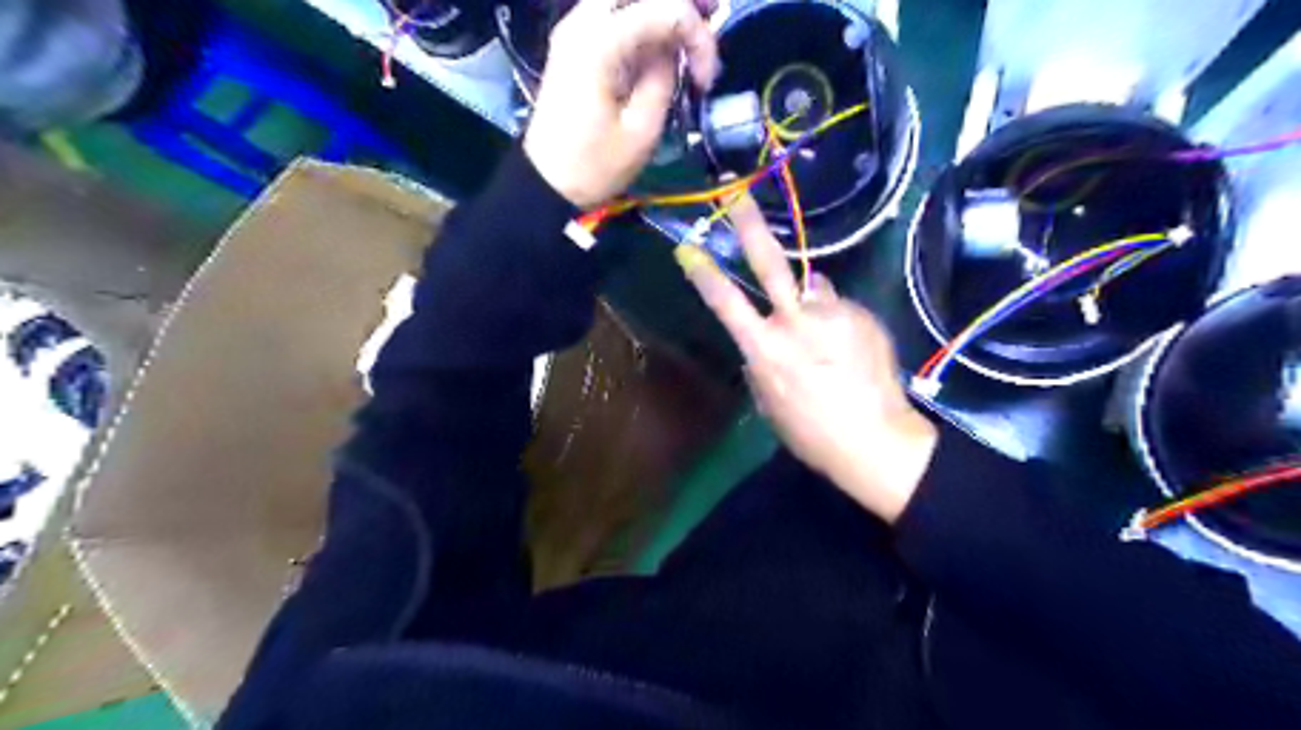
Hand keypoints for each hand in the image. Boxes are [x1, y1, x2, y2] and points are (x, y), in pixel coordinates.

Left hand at [521, 0, 720, 206]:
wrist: (545, 182)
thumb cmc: (594, 165)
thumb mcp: (641, 131)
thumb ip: (663, 80)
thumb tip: (673, 52)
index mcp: (600, 43)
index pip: (665, 9)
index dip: (697, 38)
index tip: (706, 81)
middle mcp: (583, 21)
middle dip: (683, 4)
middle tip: (710, 20)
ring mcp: (575, 28)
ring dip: (662, 9)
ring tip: (691, 32)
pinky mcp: (575, 42)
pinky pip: (614, 12)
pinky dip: (644, 19)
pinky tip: (663, 39)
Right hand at [677, 198, 941, 520]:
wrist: (875, 440)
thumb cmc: (811, 432)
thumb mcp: (770, 401)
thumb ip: (763, 361)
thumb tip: (769, 332)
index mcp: (764, 349)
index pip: (725, 302)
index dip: (703, 273)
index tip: (687, 248)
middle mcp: (796, 322)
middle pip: (769, 263)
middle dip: (748, 224)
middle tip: (735, 192)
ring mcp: (832, 314)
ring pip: (812, 288)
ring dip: (810, 302)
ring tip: (827, 340)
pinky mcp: (861, 314)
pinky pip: (839, 307)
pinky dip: (836, 320)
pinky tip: (848, 350)